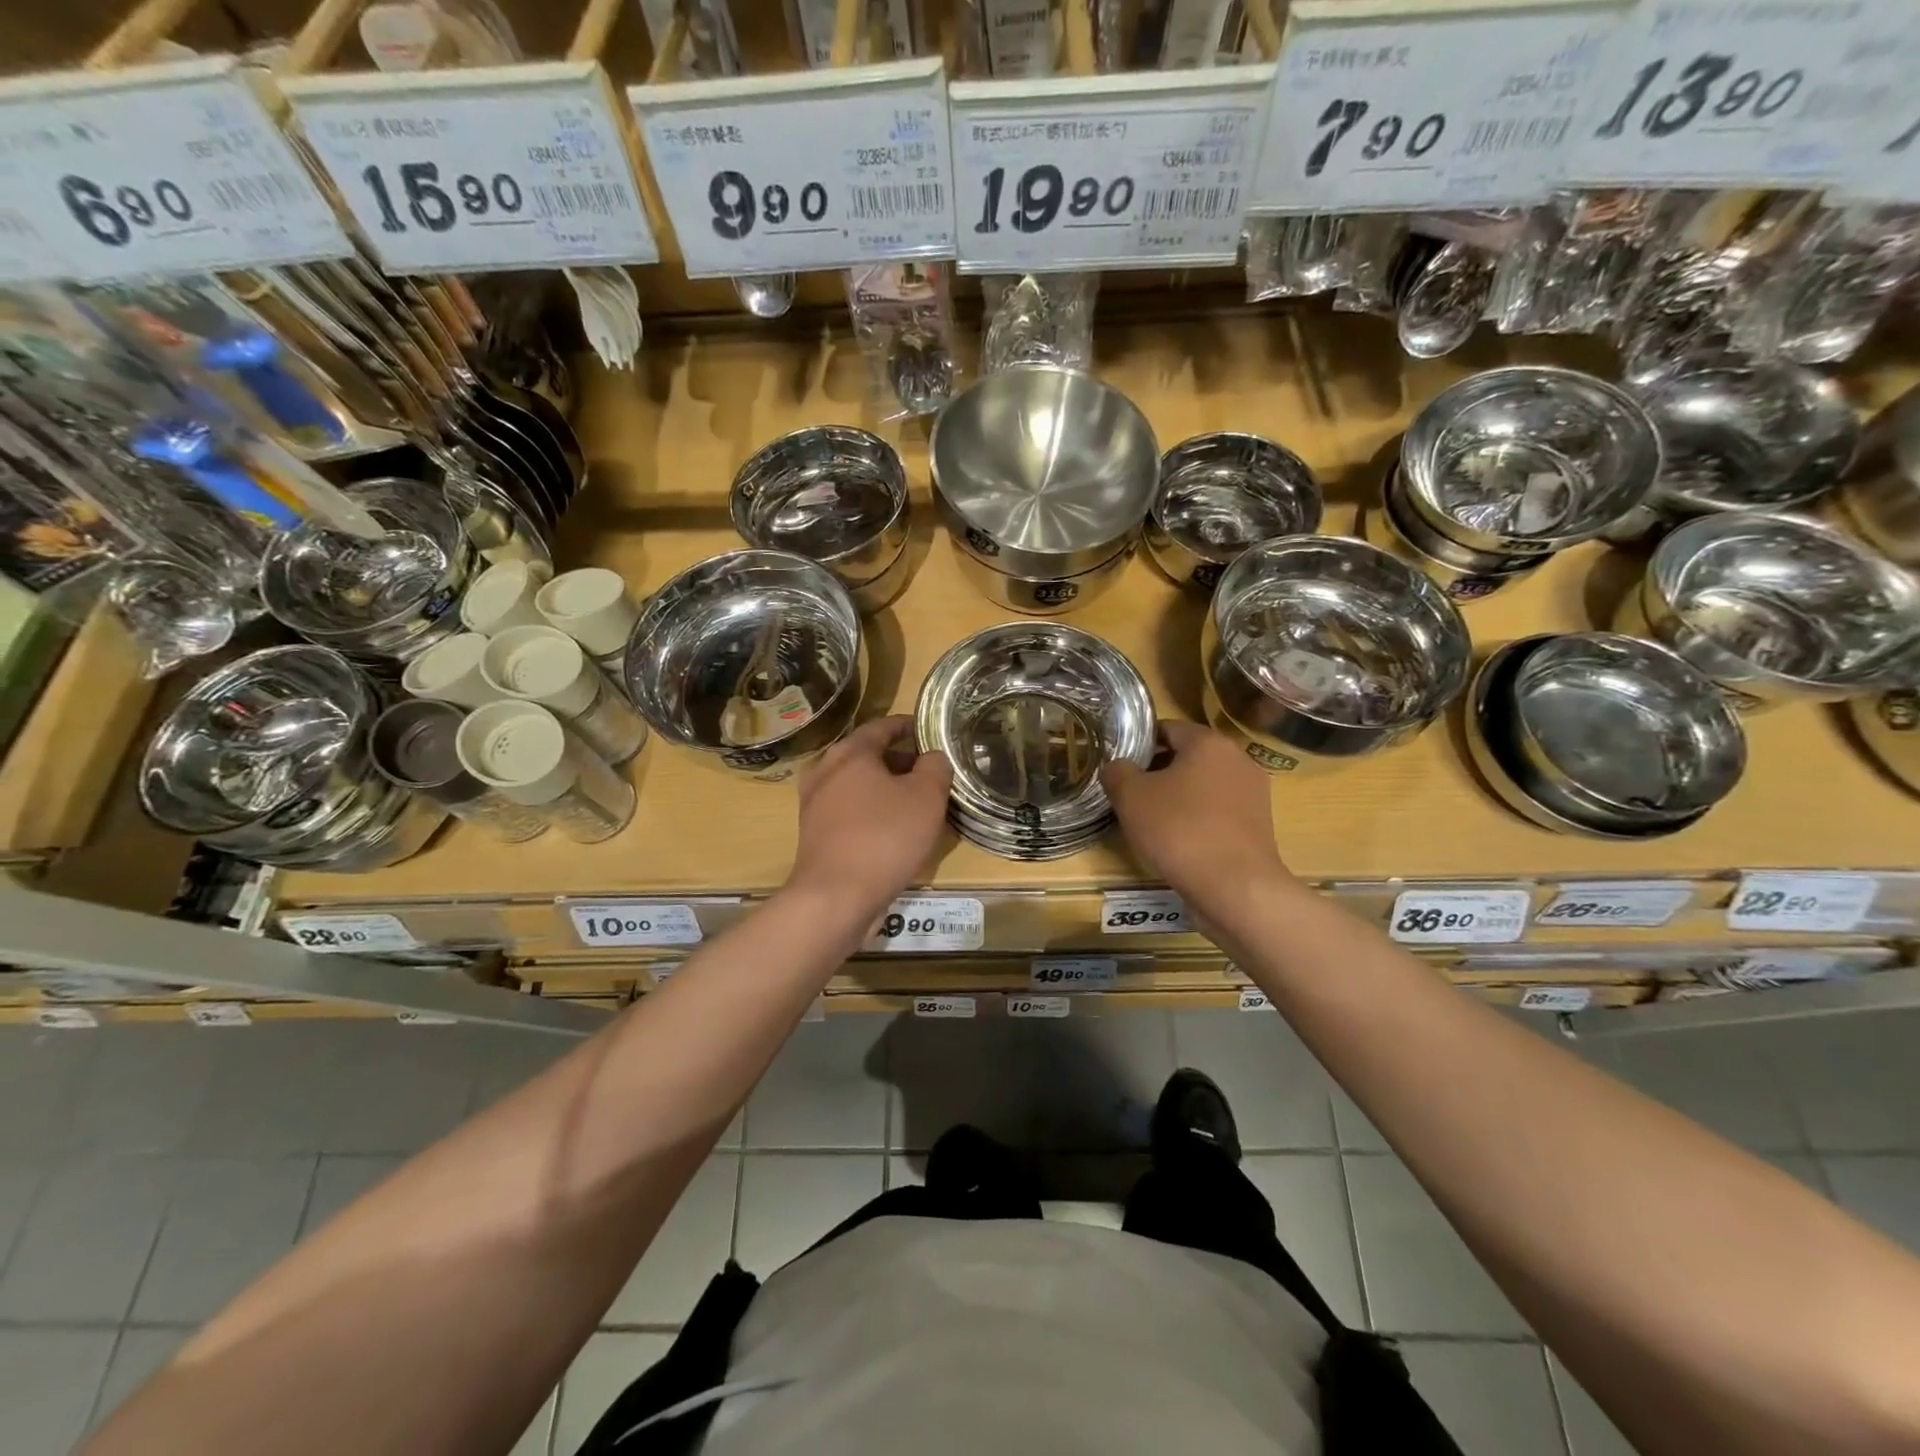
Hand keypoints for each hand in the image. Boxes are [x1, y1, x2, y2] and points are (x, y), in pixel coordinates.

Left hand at [787, 715, 952, 914]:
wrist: (836, 896)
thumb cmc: (885, 837)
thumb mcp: (926, 796)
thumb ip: (935, 767)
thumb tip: (932, 757)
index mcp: (850, 753)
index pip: (882, 726)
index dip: (907, 726)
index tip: (927, 730)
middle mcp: (826, 772)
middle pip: (866, 755)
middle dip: (898, 760)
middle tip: (928, 771)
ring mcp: (815, 805)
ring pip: (857, 786)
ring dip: (884, 788)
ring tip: (915, 802)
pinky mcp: (815, 835)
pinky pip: (849, 812)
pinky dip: (870, 812)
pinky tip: (892, 830)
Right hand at [1101, 720, 1293, 921]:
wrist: (1236, 887)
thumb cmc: (1179, 830)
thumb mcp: (1130, 797)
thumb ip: (1117, 772)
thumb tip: (1117, 767)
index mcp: (1208, 742)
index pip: (1167, 728)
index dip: (1139, 743)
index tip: (1120, 766)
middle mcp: (1237, 759)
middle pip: (1187, 756)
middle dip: (1157, 771)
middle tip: (1129, 794)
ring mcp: (1253, 793)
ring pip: (1204, 785)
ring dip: (1178, 796)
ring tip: (1151, 821)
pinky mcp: (1258, 825)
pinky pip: (1218, 811)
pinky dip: (1198, 818)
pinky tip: (1179, 841)